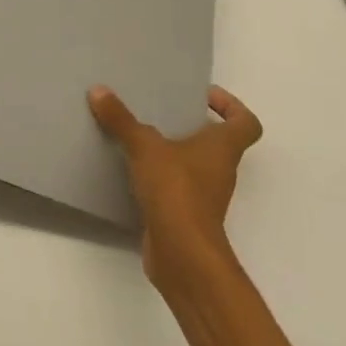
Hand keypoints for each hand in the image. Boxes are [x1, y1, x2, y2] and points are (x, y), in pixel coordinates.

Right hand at [89, 84, 262, 288]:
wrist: (182, 254)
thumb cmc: (176, 191)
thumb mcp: (145, 147)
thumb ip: (122, 120)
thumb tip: (99, 90)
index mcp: (222, 149)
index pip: (246, 123)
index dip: (232, 106)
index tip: (204, 96)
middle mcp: (220, 170)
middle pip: (218, 143)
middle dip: (193, 126)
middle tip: (163, 112)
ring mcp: (205, 196)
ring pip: (195, 165)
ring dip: (174, 152)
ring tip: (141, 137)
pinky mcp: (186, 215)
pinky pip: (176, 187)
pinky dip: (160, 178)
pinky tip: (132, 170)